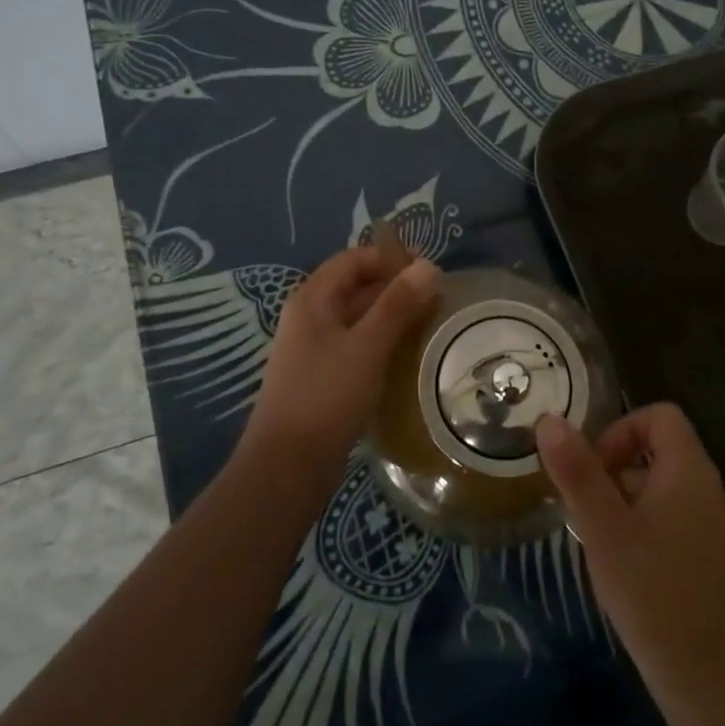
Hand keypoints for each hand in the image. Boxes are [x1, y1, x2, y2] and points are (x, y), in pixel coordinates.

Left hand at [246, 246, 439, 480]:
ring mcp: (314, 349)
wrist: (287, 466)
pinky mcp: (322, 377)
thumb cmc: (326, 396)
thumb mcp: (367, 346)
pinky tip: (406, 356)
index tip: (428, 271)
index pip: (353, 259)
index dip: (389, 259)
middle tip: (437, 299)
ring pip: (358, 319)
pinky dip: (381, 343)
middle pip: (355, 287)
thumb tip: (428, 266)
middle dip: (395, 288)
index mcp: (313, 299)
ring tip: (430, 325)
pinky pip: (355, 346)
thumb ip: (397, 304)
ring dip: (390, 317)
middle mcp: (309, 317)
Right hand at [535, 405, 724, 725]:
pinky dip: (640, 532)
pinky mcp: (710, 564)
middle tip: (583, 512)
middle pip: (656, 453)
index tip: (592, 469)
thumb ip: (576, 471)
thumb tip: (549, 418)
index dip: (620, 429)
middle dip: (612, 472)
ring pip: (659, 492)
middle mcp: (708, 491)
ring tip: (596, 546)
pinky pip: (670, 524)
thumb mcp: (603, 529)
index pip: (658, 416)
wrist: (717, 690)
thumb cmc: (655, 595)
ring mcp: (713, 530)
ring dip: (621, 505)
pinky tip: (621, 574)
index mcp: (689, 471)